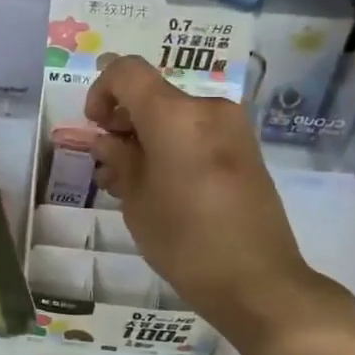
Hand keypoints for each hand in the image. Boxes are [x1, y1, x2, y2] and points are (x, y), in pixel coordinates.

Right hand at [85, 56, 353, 348]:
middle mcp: (209, 109)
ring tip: (130, 181)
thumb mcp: (137, 201)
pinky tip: (160, 186)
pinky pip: (198, 134)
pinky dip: (173, 147)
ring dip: (148, 136)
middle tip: (108, 162)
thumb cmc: (186, 241)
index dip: (102, 91)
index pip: (128, 72)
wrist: (258, 282)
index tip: (95, 126)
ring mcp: (233, 129)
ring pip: (176, 116)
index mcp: (177, 115)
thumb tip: (106, 139)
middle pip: (154, 95)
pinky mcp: (246, 151)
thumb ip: (119, 160)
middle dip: (124, 120)